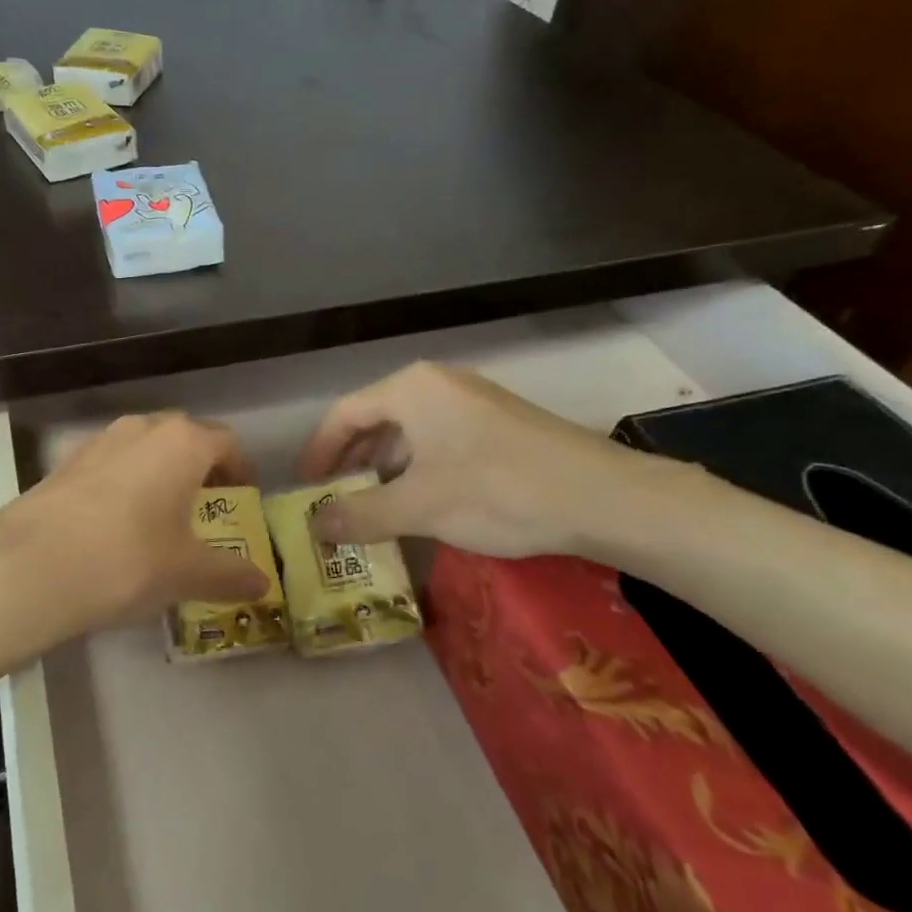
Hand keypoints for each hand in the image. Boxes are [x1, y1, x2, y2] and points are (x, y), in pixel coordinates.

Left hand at [0, 411, 270, 648]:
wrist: (29, 567)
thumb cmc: (127, 560)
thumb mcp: (187, 573)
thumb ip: (230, 574)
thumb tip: (263, 584)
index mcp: (182, 442)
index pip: (227, 443)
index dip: (241, 470)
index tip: (242, 500)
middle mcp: (142, 428)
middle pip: (185, 438)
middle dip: (200, 468)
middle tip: (206, 508)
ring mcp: (99, 441)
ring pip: (144, 448)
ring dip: (160, 473)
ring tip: (161, 517)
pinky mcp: (66, 462)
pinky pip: (111, 464)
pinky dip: (125, 483)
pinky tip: (116, 525)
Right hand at [295, 362, 688, 559]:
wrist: (605, 497)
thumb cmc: (497, 491)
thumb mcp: (418, 507)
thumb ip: (359, 515)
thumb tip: (314, 527)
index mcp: (411, 389)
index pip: (343, 414)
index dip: (318, 453)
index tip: (305, 489)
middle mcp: (437, 384)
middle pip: (375, 419)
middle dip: (350, 461)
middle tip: (333, 500)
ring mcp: (472, 402)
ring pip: (409, 432)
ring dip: (383, 468)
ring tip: (372, 506)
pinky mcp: (498, 425)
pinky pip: (439, 441)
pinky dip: (417, 469)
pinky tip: (421, 502)